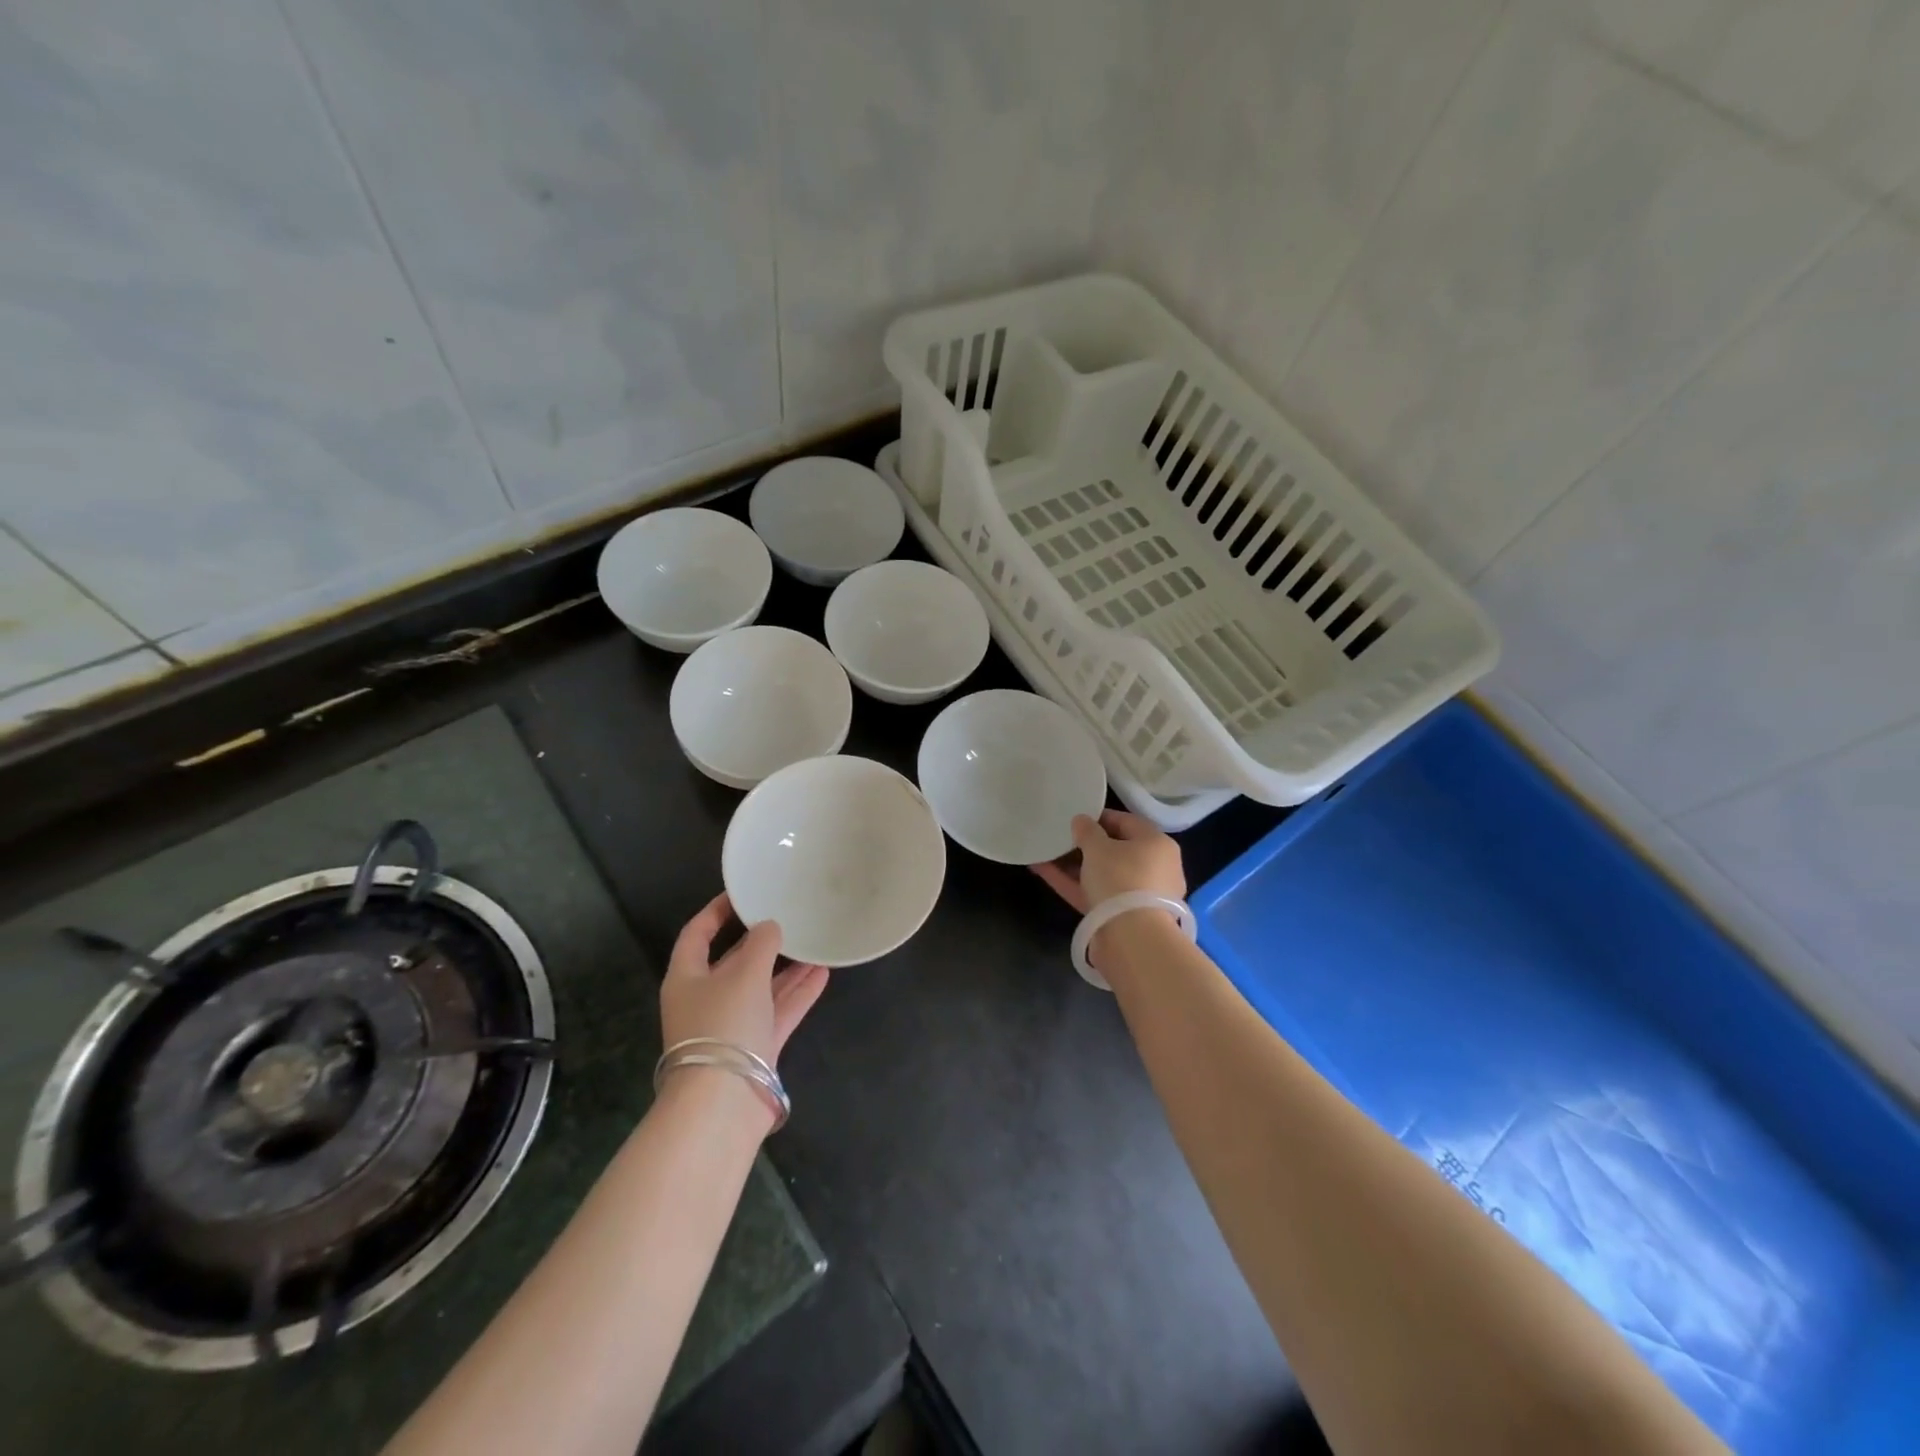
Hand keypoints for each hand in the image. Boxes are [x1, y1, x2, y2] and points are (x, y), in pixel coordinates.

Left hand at [661, 893, 829, 1068]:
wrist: (723, 1103)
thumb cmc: (723, 1024)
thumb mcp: (744, 973)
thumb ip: (761, 944)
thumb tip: (770, 927)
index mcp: (687, 978)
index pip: (696, 934)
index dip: (716, 911)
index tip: (742, 893)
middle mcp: (706, 999)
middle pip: (733, 962)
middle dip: (760, 941)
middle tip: (787, 916)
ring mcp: (731, 1025)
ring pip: (760, 987)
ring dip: (786, 967)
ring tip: (813, 942)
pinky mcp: (755, 1047)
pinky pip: (777, 1011)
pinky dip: (797, 993)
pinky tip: (822, 973)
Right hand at [1030, 809, 1185, 913]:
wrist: (1132, 939)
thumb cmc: (1121, 879)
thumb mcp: (1098, 847)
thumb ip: (1087, 830)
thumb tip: (1081, 821)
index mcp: (1156, 844)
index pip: (1126, 822)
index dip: (1098, 817)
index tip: (1074, 818)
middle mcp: (1153, 867)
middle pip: (1115, 850)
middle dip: (1084, 844)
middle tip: (1059, 837)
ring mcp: (1137, 895)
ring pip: (1102, 874)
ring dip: (1073, 864)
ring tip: (1044, 853)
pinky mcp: (1121, 916)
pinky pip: (1095, 893)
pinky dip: (1072, 883)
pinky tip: (1042, 871)